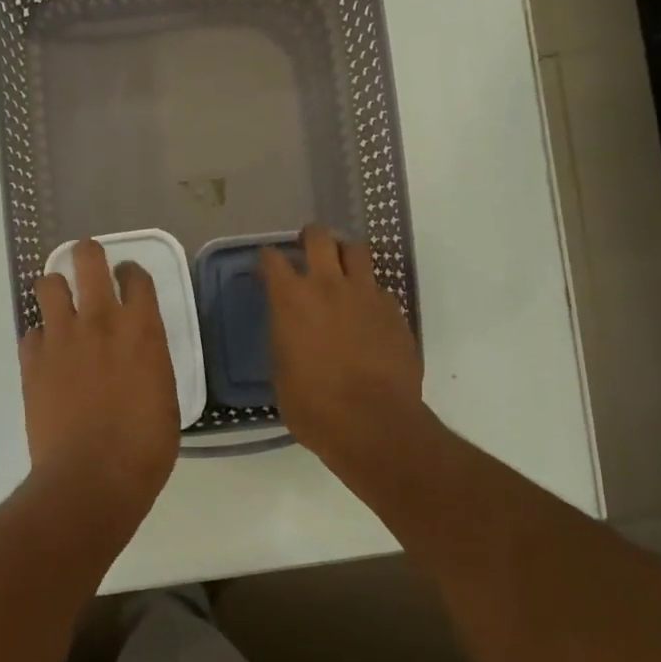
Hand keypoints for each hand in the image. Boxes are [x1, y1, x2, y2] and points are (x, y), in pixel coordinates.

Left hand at [20, 239, 180, 518]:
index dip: (131, 273)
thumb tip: (139, 354)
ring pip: (48, 284)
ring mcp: (61, 337)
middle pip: (87, 259)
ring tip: (62, 305)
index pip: (136, 276)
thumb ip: (150, 360)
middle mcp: (100, 320)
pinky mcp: (32, 360)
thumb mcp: (164, 394)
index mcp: (142, 328)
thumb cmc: (145, 445)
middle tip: (89, 266)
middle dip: (88, 255)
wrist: (92, 478)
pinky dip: (40, 337)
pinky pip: (31, 331)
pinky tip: (48, 354)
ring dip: (56, 289)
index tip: (128, 279)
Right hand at [261, 224, 427, 479]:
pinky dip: (368, 290)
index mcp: (291, 300)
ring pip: (357, 250)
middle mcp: (328, 285)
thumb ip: (284, 339)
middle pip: (319, 237)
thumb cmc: (315, 407)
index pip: (272, 259)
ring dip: (344, 254)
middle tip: (307, 249)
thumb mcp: (281, 373)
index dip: (267, 259)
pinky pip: (378, 286)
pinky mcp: (394, 310)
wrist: (375, 424)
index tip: (266, 266)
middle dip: (310, 238)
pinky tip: (366, 311)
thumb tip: (290, 330)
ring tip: (341, 269)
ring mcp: (366, 294)